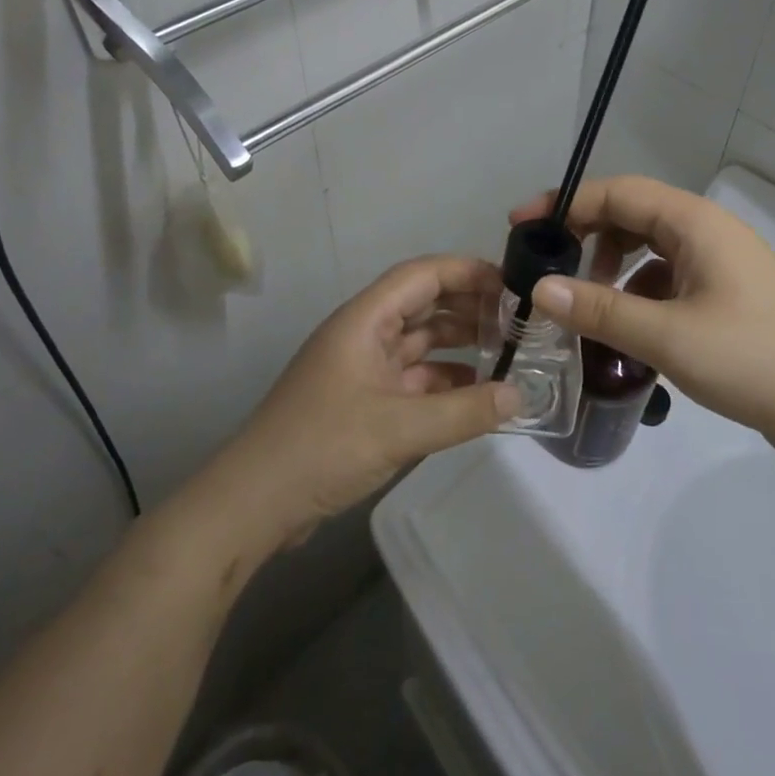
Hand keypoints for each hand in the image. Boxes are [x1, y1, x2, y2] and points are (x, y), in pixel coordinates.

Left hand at [207, 256, 519, 547]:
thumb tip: (520, 395)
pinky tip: (476, 395)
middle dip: (469, 309)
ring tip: (506, 356)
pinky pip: (412, 378)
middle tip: (517, 323)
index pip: (422, 275)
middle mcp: (364, 334)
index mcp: (365, 319)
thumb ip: (464, 411)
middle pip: (423, 305)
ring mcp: (363, 368)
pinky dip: (444, 382)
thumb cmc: (323, 447)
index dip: (467, 272)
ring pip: (419, 343)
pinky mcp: (363, 401)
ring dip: (459, 346)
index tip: (511, 284)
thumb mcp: (400, 428)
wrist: (254, 503)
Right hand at [510, 177, 774, 467]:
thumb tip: (539, 289)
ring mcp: (720, 267)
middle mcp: (707, 233)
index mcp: (695, 223)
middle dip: (586, 238)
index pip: (617, 193)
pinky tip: (627, 333)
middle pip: (632, 217)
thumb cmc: (755, 359)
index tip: (521, 227)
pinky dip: (639, 297)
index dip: (566, 204)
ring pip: (649, 252)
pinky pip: (668, 282)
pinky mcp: (727, 299)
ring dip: (612, 271)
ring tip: (585, 309)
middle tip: (547, 270)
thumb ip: (600, 310)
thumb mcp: (668, 335)